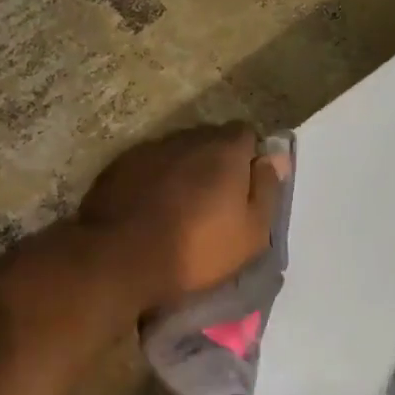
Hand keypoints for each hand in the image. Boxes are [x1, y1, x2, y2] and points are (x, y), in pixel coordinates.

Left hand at [78, 123, 287, 310]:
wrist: (120, 260)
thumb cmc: (196, 251)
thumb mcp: (251, 233)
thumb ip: (267, 189)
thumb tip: (277, 156)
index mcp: (224, 150)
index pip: (247, 134)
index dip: (248, 159)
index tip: (245, 189)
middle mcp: (186, 138)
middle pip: (209, 140)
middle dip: (215, 163)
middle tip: (214, 201)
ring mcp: (148, 150)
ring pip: (176, 152)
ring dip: (182, 171)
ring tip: (179, 207)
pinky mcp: (117, 167)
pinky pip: (146, 167)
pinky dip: (153, 181)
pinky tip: (149, 209)